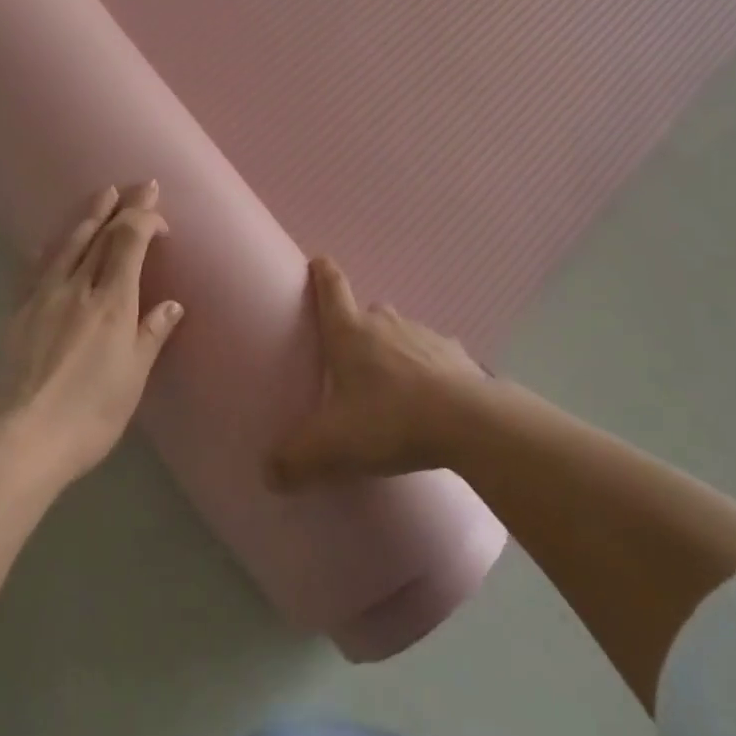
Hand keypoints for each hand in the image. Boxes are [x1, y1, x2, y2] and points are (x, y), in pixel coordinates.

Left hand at [0, 182, 183, 486]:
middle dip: (122, 207)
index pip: (130, 241)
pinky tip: (48, 243)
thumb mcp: (131, 379)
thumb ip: (150, 335)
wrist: (18, 439)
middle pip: (101, 235)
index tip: (160, 219)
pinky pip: (36, 268)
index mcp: (112, 302)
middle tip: (138, 186)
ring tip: (101, 196)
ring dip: (89, 217)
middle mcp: (78, 288)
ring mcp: (43, 297)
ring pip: (68, 244)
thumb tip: (171, 305)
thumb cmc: (88, 415)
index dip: (145, 220)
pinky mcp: (17, 312)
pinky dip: (50, 249)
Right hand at [269, 257, 487, 490]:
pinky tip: (430, 398)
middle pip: (367, 312)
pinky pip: (434, 355)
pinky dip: (428, 369)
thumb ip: (296, 460)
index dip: (322, 273)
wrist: (466, 421)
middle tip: (350, 360)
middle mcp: (385, 323)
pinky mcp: (454, 354)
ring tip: (391, 387)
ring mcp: (423, 335)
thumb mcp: (332, 446)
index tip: (318, 261)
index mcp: (349, 333)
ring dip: (393, 349)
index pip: (331, 288)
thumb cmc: (388, 420)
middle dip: (358, 328)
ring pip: (401, 332)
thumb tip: (270, 474)